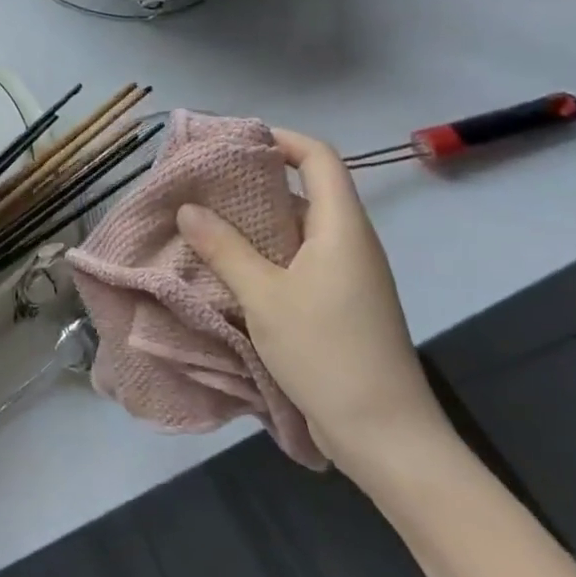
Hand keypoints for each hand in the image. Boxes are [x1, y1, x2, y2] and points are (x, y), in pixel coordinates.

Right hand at [175, 128, 452, 481]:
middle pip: (305, 190)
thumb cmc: (328, 353)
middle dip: (254, 181)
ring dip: (254, 221)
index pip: (319, 158)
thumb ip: (225, 248)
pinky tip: (227, 266)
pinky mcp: (339, 304)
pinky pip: (298, 260)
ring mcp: (347, 275)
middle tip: (203, 182)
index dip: (281, 139)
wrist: (387, 437)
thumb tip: (188, 208)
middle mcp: (348, 242)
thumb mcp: (265, 298)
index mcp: (341, 228)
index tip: (233, 141)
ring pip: (297, 229)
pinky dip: (264, 253)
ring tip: (204, 220)